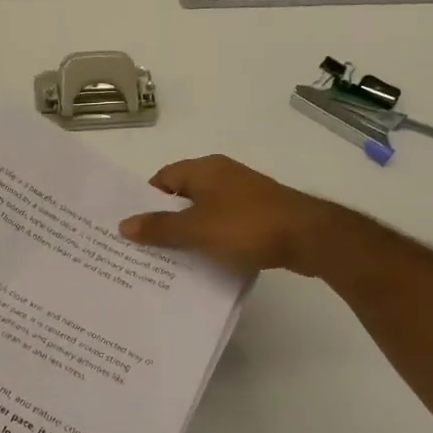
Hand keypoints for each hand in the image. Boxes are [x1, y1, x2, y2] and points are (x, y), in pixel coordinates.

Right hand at [119, 155, 340, 276]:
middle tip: (146, 247)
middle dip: (166, 220)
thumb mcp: (197, 229)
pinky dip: (213, 239)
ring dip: (190, 232)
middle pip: (183, 195)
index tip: (133, 227)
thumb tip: (124, 224)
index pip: (163, 178)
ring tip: (171, 260)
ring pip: (205, 212)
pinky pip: (225, 225)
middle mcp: (222, 175)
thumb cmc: (247, 226)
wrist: (309, 237)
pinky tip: (206, 262)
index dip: (146, 201)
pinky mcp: (259, 214)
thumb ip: (160, 227)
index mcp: (204, 169)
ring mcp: (243, 194)